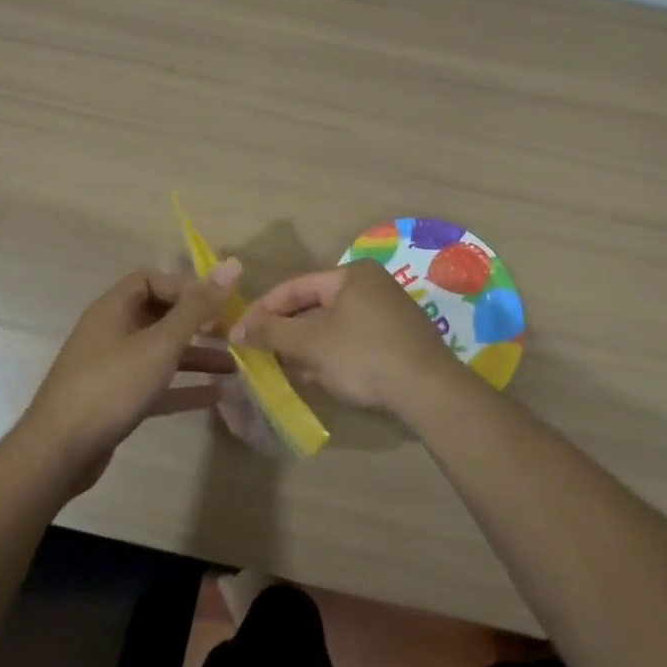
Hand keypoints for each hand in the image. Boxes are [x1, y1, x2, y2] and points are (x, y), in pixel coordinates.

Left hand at [19, 262, 239, 490]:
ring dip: (194, 356)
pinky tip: (214, 396)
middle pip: (158, 315)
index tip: (216, 304)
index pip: (151, 280)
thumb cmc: (111, 386)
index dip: (185, 287)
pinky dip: (181, 387)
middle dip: (196, 323)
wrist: (59, 452)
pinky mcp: (115, 400)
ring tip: (233, 367)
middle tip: (231, 334)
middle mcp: (111, 331)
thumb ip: (197, 308)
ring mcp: (111, 367)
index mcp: (114, 308)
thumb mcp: (160, 344)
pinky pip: (154, 384)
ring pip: (160, 352)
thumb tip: (231, 266)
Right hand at [230, 260, 456, 413]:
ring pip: (334, 326)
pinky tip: (318, 377)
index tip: (239, 332)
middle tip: (260, 351)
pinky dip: (332, 355)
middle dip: (286, 331)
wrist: (429, 391)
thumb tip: (238, 330)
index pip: (295, 286)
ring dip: (307, 346)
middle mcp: (372, 285)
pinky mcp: (400, 340)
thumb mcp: (310, 344)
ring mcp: (390, 312)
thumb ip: (271, 333)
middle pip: (315, 305)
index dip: (263, 310)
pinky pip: (354, 341)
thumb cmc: (363, 356)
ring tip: (282, 368)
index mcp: (351, 274)